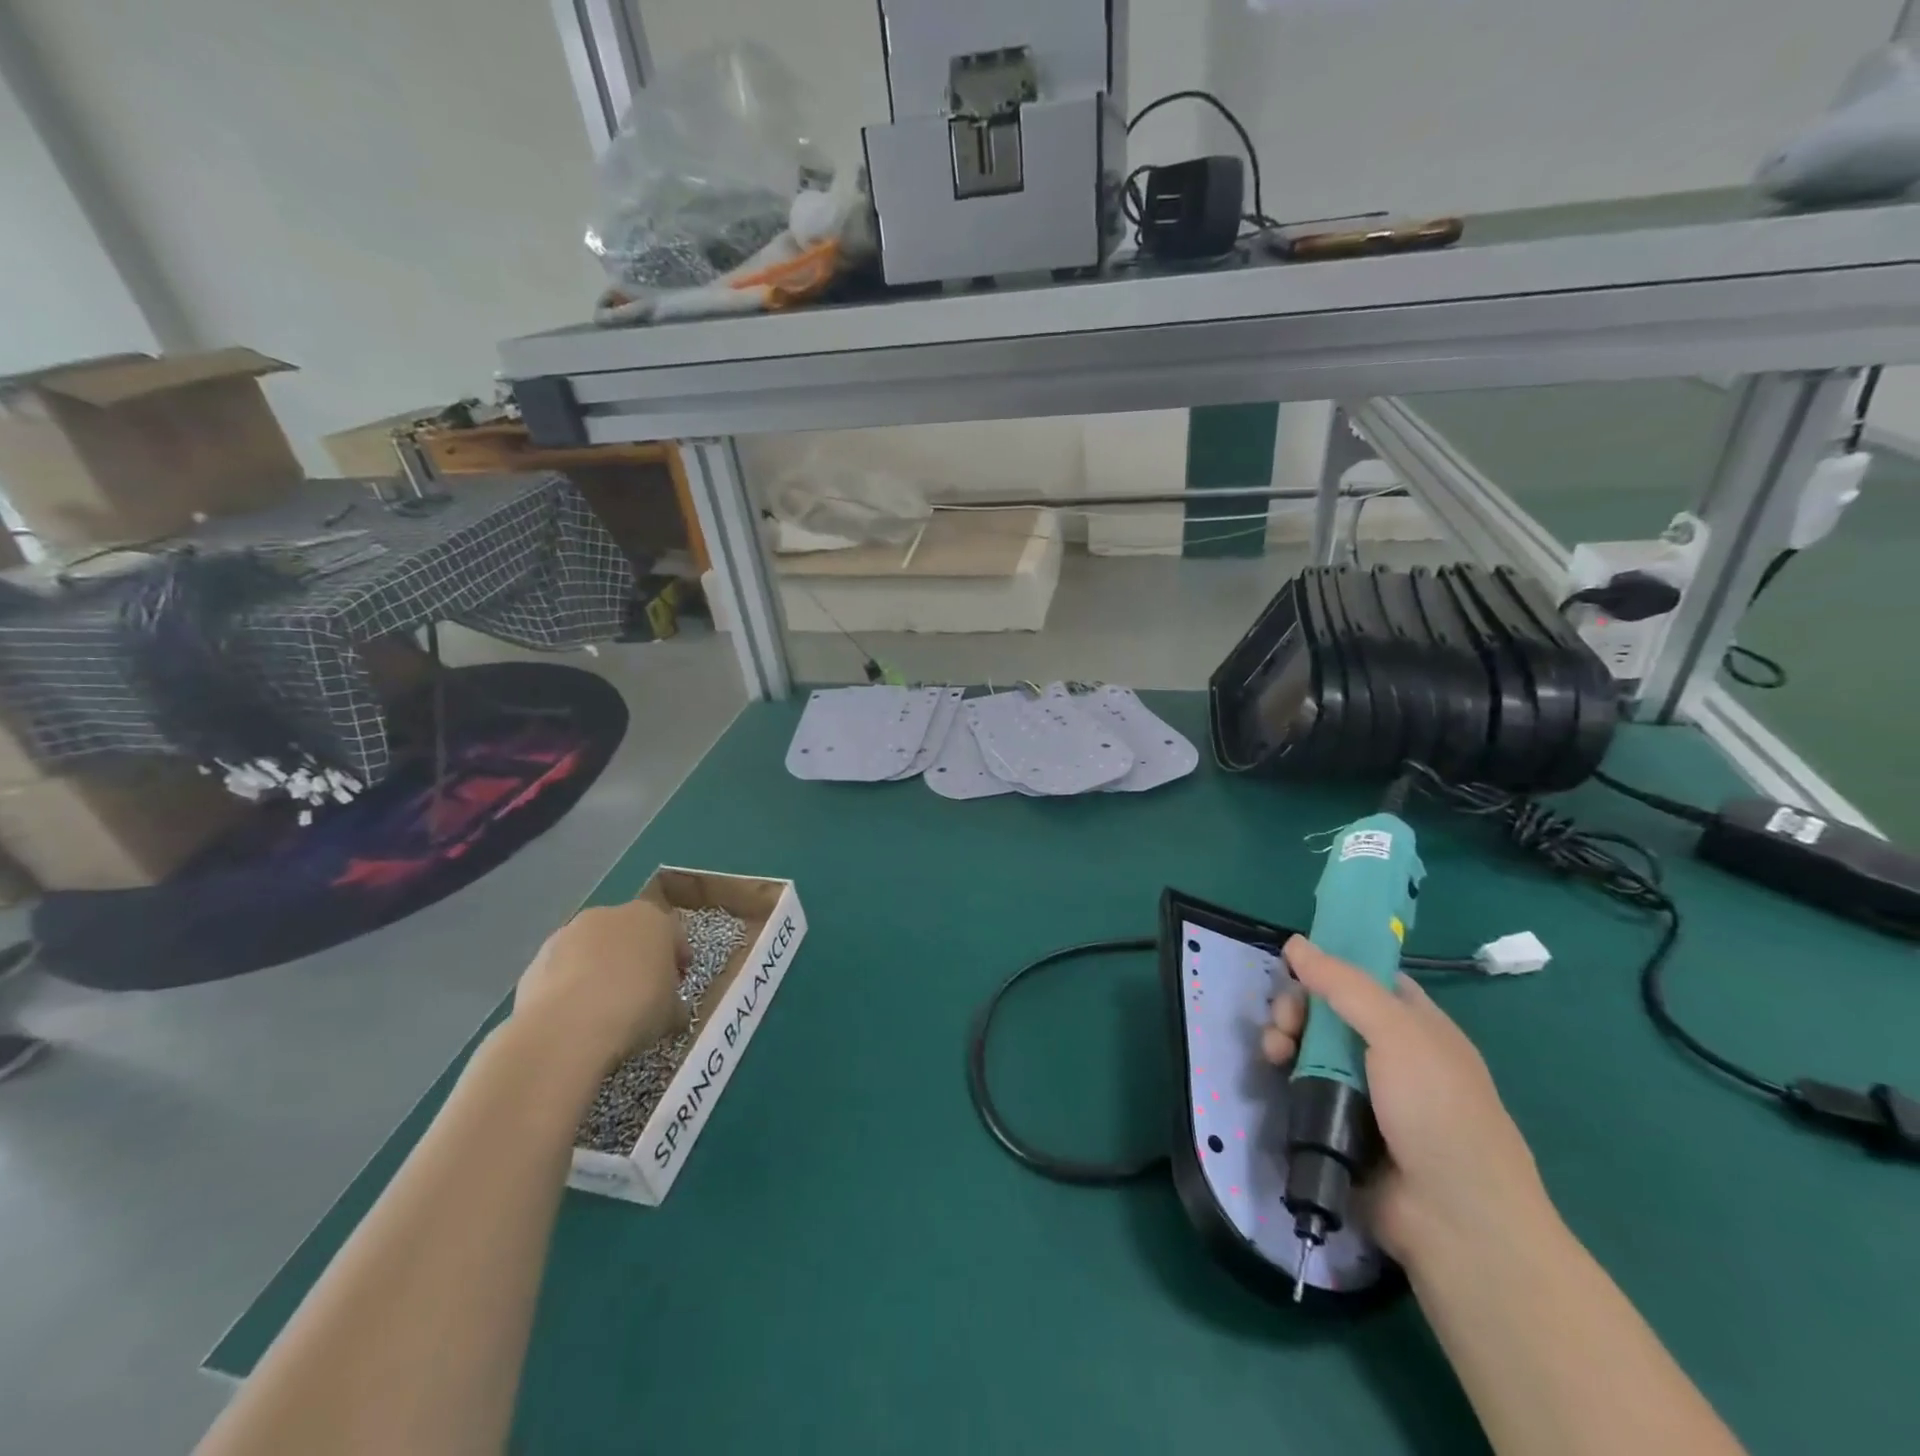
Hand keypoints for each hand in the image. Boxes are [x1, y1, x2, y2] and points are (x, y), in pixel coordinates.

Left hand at [507, 899, 689, 1083]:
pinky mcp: (537, 957)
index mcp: (653, 918)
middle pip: (631, 934)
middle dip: (637, 957)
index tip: (678, 981)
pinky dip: (570, 984)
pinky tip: (574, 1014)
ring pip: (593, 949)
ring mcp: (569, 933)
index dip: (677, 957)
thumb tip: (672, 1010)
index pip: (673, 932)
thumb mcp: (672, 1013)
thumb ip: (674, 1002)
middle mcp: (611, 914)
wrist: (566, 1028)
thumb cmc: (635, 1009)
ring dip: (600, 968)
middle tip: (641, 991)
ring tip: (602, 1005)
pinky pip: (564, 968)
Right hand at [1261, 936, 1558, 1272]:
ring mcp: (1363, 1090)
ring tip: (1274, 1052)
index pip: (1366, 978)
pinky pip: (1303, 1084)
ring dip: (1284, 1038)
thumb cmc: (1438, 1113)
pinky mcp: (1337, 1122)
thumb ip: (1343, 984)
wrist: (1456, 1223)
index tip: (1293, 963)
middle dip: (1297, 1007)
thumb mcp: (1397, 1033)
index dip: (1330, 965)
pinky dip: (1285, 1073)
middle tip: (1285, 1023)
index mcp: (1416, 1025)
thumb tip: (1296, 942)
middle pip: (1328, 1009)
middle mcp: (1389, 1053)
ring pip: (1310, 1045)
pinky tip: (1274, 1072)